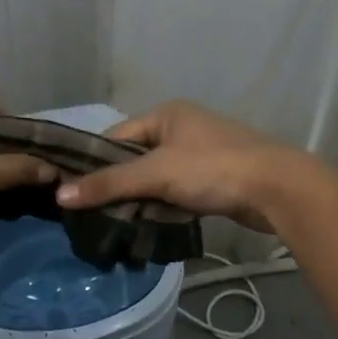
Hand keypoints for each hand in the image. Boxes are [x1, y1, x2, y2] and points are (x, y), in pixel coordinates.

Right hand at [55, 101, 310, 233]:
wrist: (277, 188)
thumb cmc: (213, 169)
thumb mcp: (156, 174)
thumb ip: (109, 184)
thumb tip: (60, 195)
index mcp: (167, 114)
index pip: (116, 136)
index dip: (95, 163)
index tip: (74, 191)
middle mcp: (182, 127)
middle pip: (136, 158)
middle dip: (118, 184)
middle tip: (93, 213)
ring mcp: (201, 153)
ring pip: (157, 177)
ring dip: (141, 198)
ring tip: (117, 223)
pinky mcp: (215, 178)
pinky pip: (177, 190)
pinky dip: (163, 205)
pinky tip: (150, 224)